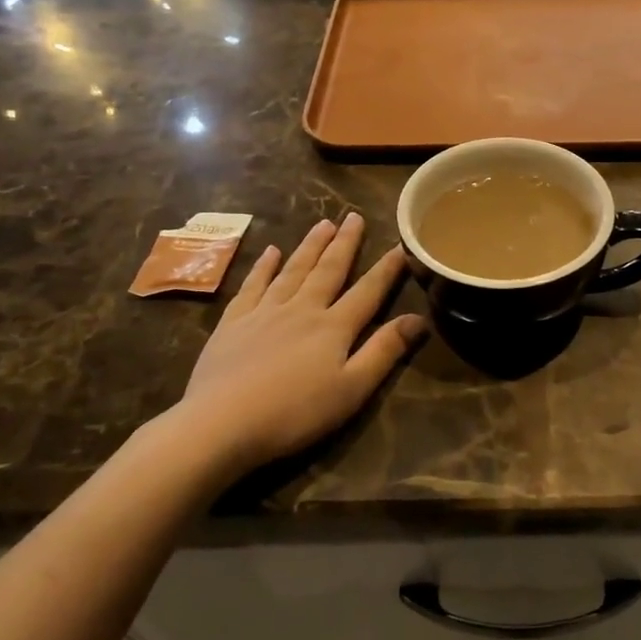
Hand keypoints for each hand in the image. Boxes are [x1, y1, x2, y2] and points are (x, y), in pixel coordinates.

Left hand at [168, 214, 427, 477]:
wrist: (221, 422)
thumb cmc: (295, 413)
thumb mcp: (352, 389)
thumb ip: (384, 351)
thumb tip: (418, 318)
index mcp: (334, 327)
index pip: (368, 291)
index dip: (386, 268)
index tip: (401, 244)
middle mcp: (302, 309)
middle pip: (328, 270)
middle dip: (344, 243)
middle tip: (354, 216)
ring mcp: (264, 312)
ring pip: (293, 270)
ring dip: (310, 246)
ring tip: (323, 224)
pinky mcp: (233, 322)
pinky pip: (252, 285)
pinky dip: (263, 267)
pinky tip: (270, 252)